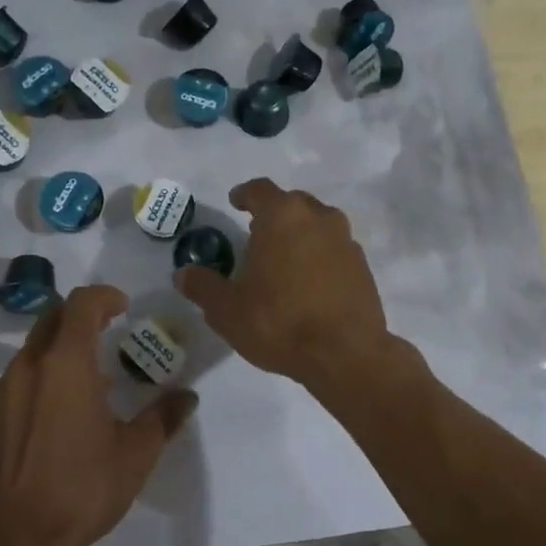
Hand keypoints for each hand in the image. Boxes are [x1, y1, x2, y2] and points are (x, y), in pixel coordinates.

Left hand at [0, 284, 196, 545]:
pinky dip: (32, 392)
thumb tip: (187, 396)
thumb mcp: (136, 454)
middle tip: (104, 338)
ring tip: (80, 392)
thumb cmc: (84, 489)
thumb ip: (163, 416)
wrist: (17, 542)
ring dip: (56, 359)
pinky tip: (46, 429)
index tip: (122, 308)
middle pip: (51, 320)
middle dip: (79, 319)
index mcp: (66, 364)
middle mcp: (26, 368)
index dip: (104, 296)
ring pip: (28, 357)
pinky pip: (9, 391)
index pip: (81, 304)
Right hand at [175, 179, 389, 387]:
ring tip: (282, 258)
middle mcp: (318, 217)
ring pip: (317, 224)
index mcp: (282, 216)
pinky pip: (333, 249)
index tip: (236, 202)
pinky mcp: (362, 266)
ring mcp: (345, 240)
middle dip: (273, 214)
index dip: (245, 194)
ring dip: (299, 234)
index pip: (260, 190)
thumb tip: (183, 274)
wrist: (345, 354)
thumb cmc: (278, 322)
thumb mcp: (227, 310)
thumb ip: (203, 286)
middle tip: (255, 234)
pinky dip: (319, 256)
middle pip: (292, 203)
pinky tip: (307, 282)